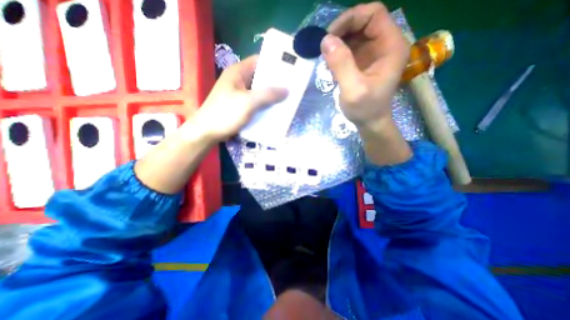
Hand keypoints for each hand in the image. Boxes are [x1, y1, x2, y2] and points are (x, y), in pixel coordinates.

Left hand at [191, 55, 289, 141]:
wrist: (207, 132)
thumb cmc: (226, 113)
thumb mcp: (248, 102)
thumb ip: (268, 94)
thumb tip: (287, 90)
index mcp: (238, 72)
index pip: (259, 61)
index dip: (274, 64)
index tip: (289, 71)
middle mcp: (238, 80)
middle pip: (260, 77)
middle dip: (275, 82)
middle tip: (291, 87)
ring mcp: (238, 93)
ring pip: (258, 90)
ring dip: (270, 95)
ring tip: (286, 98)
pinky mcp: (239, 105)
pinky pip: (255, 101)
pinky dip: (264, 104)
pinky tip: (274, 109)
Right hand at [320, 2, 408, 129]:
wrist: (370, 122)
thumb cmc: (365, 108)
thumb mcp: (353, 89)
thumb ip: (341, 64)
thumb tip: (325, 40)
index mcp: (391, 46)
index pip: (373, 14)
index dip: (350, 19)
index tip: (330, 36)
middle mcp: (385, 44)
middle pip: (363, 21)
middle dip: (342, 30)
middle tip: (324, 47)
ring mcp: (374, 52)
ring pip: (355, 34)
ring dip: (338, 42)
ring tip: (327, 58)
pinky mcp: (364, 61)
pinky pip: (350, 47)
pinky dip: (338, 52)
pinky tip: (331, 64)